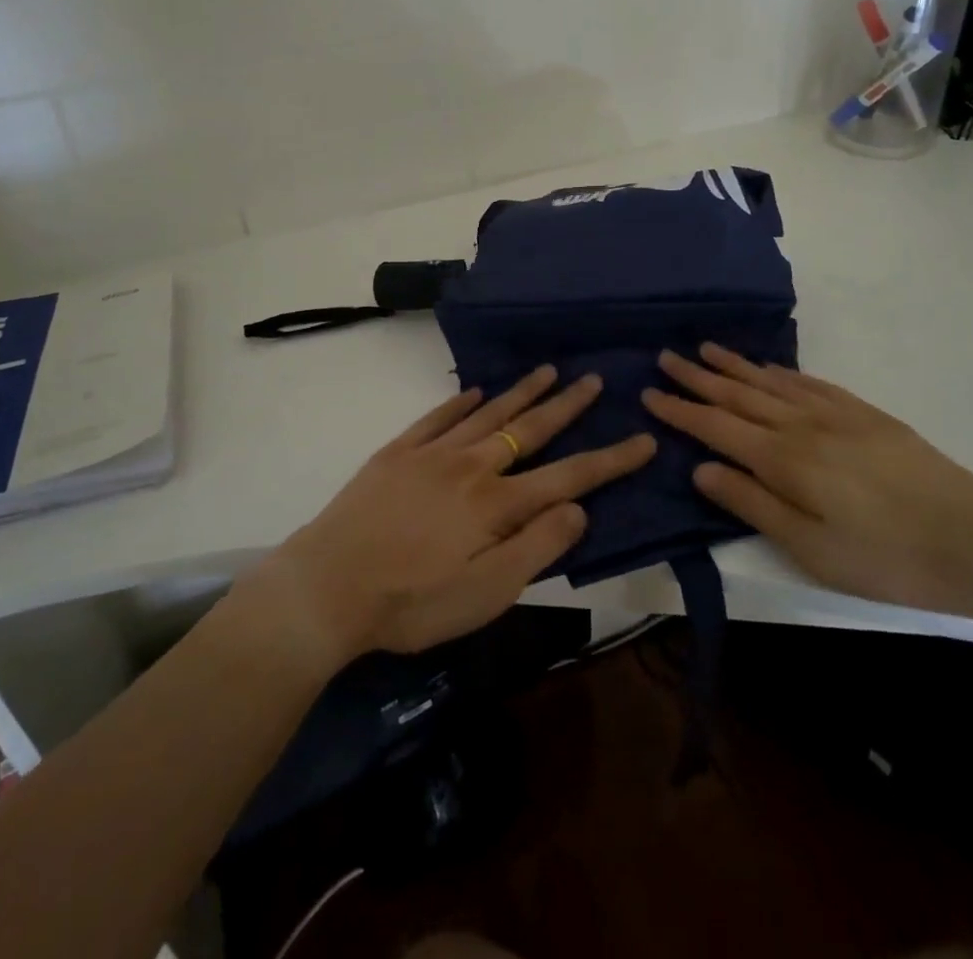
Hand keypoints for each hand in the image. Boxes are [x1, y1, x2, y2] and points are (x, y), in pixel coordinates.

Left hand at [246, 366, 654, 666]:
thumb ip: (537, 548)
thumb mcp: (487, 594)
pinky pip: (437, 418)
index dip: (611, 460)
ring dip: (521, 392)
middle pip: (529, 430)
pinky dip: (459, 402)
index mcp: (497, 504)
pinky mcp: (397, 453)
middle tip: (595, 379)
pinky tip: (474, 391)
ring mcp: (432, 454)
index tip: (644, 439)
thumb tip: (579, 509)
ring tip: (548, 370)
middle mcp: (471, 467)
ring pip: (488, 414)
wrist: (328, 586)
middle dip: (567, 406)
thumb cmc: (413, 602)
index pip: (569, 477)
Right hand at [642, 344, 972, 615]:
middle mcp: (801, 426)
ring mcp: (836, 414)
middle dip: (698, 377)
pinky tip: (770, 369)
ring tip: (706, 349)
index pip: (716, 427)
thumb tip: (700, 470)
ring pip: (771, 382)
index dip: (680, 411)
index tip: (650, 393)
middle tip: (666, 357)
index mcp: (783, 460)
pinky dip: (782, 372)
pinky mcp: (865, 414)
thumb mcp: (809, 549)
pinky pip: (811, 383)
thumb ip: (752, 504)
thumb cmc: (885, 557)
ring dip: (735, 366)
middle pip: (738, 395)